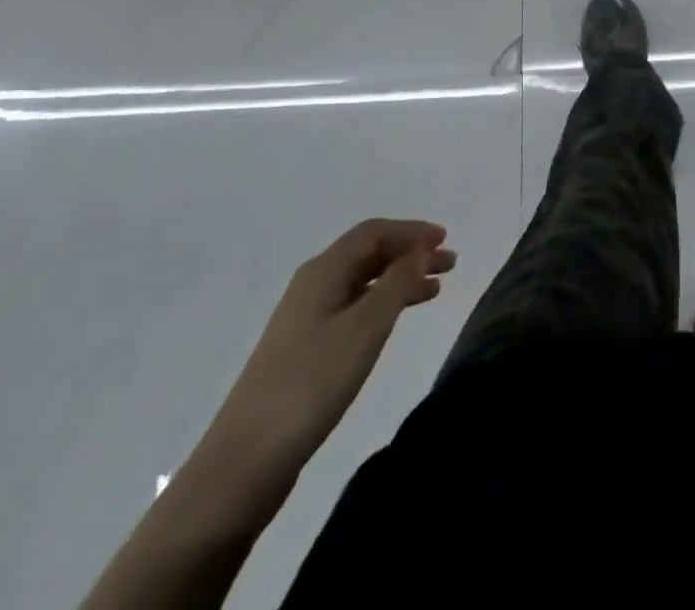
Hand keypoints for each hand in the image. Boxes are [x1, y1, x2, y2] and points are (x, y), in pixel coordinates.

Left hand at [205, 219, 455, 476]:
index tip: (446, 240)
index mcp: (323, 271)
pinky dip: (383, 305)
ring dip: (400, 279)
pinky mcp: (305, 350)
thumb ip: (398, 283)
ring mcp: (306, 319)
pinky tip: (397, 321)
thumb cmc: (311, 383)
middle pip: (368, 254)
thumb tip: (421, 251)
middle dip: (410, 254)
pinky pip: (354, 309)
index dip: (412, 231)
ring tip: (434, 291)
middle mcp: (313, 286)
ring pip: (363, 283)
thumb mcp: (365, 328)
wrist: (244, 463)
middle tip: (449, 265)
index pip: (373, 232)